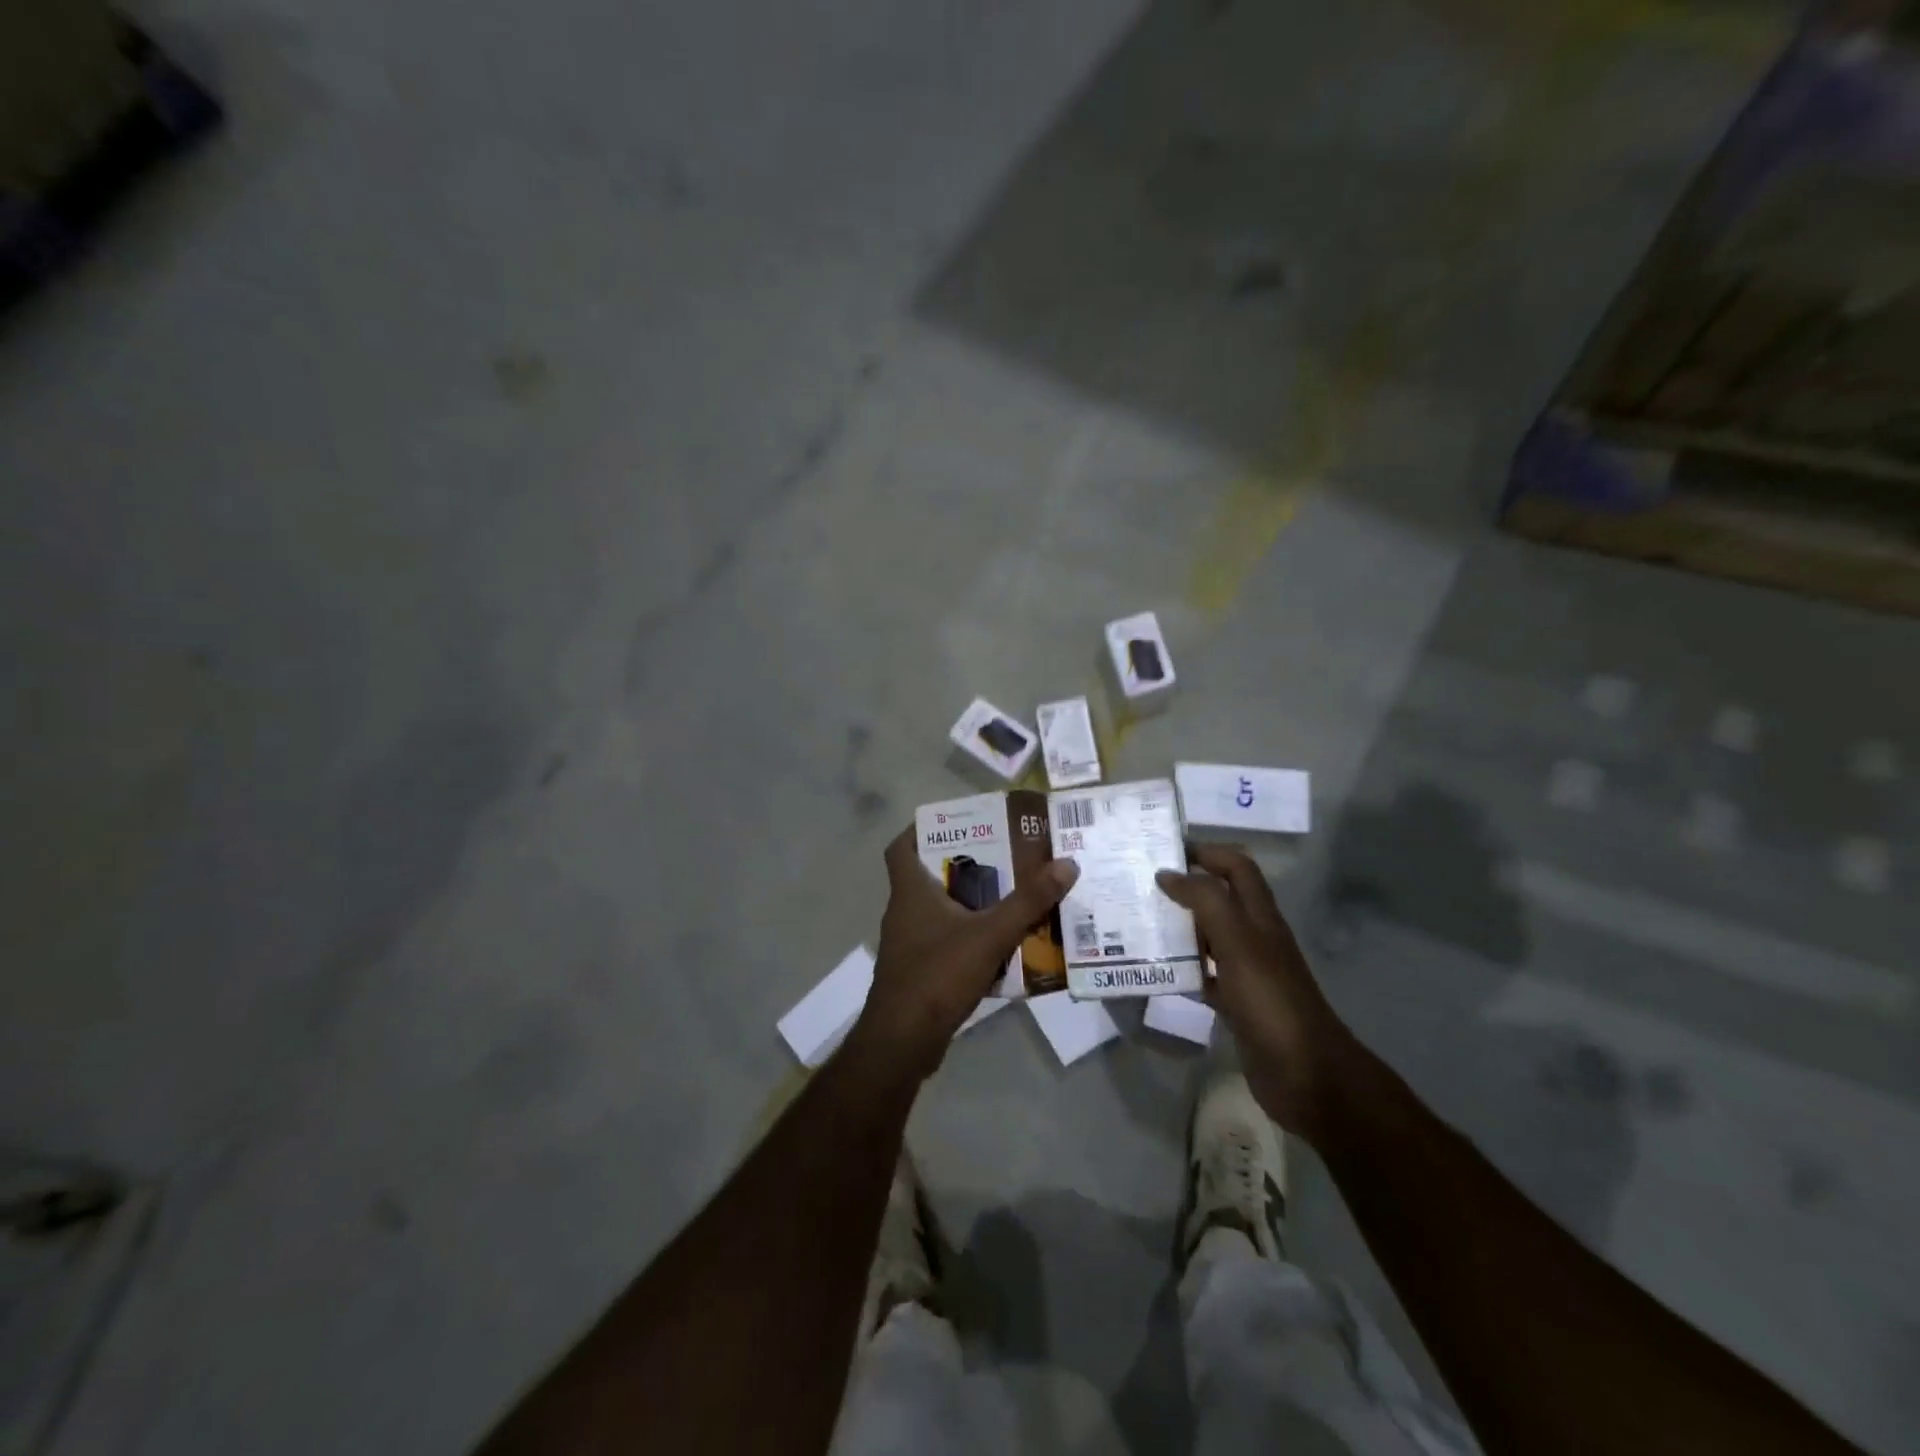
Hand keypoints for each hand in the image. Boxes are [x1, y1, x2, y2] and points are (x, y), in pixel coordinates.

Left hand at [846, 827, 1078, 1082]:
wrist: (903, 1042)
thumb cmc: (937, 975)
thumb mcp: (989, 934)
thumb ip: (1027, 902)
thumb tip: (1066, 864)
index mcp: (910, 892)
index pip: (901, 847)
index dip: (922, 829)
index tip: (957, 823)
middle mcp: (904, 912)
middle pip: (930, 876)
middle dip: (966, 866)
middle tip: (1004, 857)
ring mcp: (910, 945)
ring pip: (942, 911)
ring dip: (972, 903)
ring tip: (1012, 895)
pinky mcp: (919, 972)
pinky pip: (948, 942)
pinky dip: (971, 937)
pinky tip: (1003, 944)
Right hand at [1156, 845, 1354, 1137]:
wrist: (1306, 1074)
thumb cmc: (1270, 999)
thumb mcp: (1238, 941)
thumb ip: (1205, 901)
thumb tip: (1169, 873)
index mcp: (1260, 916)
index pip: (1236, 867)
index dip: (1206, 852)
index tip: (1165, 850)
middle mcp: (1254, 937)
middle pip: (1219, 898)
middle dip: (1184, 887)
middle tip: (1140, 886)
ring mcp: (1246, 971)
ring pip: (1207, 936)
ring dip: (1177, 926)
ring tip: (1137, 922)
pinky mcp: (1236, 1002)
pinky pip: (1203, 973)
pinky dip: (1180, 967)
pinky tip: (1154, 969)